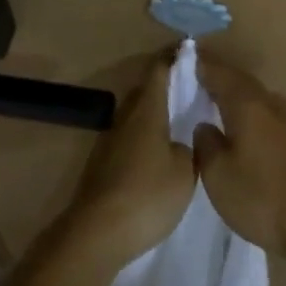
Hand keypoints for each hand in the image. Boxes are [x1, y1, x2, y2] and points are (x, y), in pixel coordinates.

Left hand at [63, 55, 195, 268]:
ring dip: (153, 114)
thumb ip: (188, 148)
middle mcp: (126, 116)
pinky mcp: (101, 165)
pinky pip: (128, 139)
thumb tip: (181, 140)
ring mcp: (110, 141)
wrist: (96, 234)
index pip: (160, 69)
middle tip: (188, 90)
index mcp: (147, 108)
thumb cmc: (147, 195)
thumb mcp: (184, 172)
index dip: (174, 57)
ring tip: (175, 124)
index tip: (189, 51)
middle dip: (165, 86)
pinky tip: (155, 156)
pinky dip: (143, 138)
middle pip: (145, 90)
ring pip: (135, 116)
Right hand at [193, 56, 285, 259]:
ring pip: (256, 96)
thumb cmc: (260, 196)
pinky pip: (267, 112)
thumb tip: (204, 125)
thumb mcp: (218, 176)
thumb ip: (206, 145)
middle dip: (220, 77)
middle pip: (240, 81)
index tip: (187, 59)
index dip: (202, 66)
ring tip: (219, 101)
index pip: (220, 74)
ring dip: (237, 94)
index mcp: (247, 103)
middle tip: (200, 77)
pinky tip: (246, 127)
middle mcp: (269, 103)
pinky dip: (251, 111)